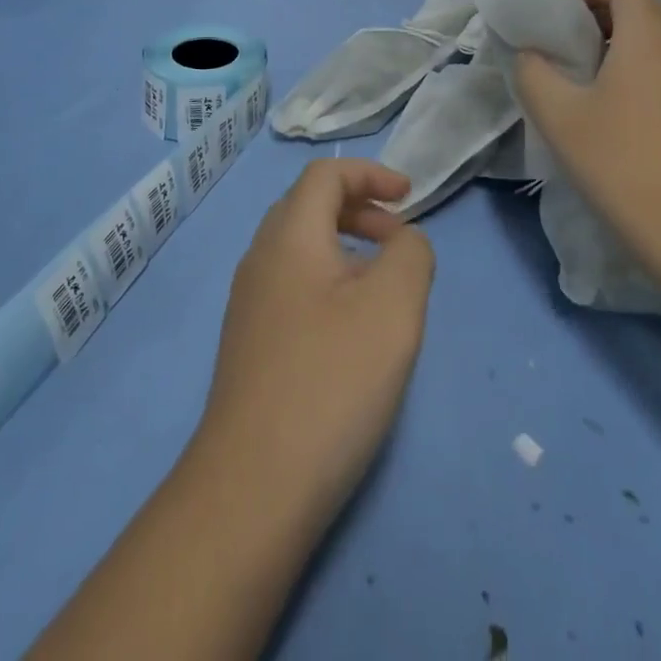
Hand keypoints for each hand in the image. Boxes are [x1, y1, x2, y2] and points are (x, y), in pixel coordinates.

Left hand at [195, 159, 435, 530]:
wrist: (253, 486)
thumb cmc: (330, 380)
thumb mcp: (393, 307)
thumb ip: (411, 254)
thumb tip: (404, 241)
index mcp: (288, 235)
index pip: (325, 175)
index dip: (370, 173)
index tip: (409, 197)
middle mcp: (260, 258)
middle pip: (309, 206)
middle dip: (359, 208)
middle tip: (400, 240)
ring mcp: (249, 303)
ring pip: (300, 248)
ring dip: (345, 247)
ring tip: (383, 286)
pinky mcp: (249, 343)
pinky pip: (293, 285)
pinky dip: (329, 281)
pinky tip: (351, 329)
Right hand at [513, 0, 660, 238]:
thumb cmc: (620, 161)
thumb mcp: (557, 114)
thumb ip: (532, 71)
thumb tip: (531, 54)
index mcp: (651, 33)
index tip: (557, 10)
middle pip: (643, 7)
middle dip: (601, 14)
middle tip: (565, 42)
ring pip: (660, 38)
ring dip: (623, 42)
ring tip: (588, 74)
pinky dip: (645, 66)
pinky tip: (621, 107)